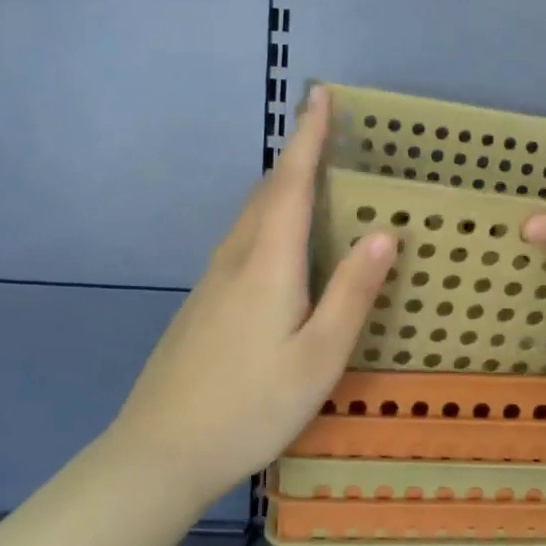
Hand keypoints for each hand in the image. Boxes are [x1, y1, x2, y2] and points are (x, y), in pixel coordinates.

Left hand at [107, 86, 394, 501]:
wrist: (161, 451)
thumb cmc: (252, 405)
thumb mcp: (320, 356)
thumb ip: (352, 293)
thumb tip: (383, 233)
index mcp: (269, 262)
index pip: (292, 182)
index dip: (308, 137)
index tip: (320, 95)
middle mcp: (236, 258)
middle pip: (268, 193)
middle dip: (297, 156)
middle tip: (326, 133)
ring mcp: (212, 281)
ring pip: (252, 217)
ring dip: (281, 188)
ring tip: (311, 180)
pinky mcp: (202, 303)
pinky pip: (242, 242)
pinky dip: (268, 221)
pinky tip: (281, 245)